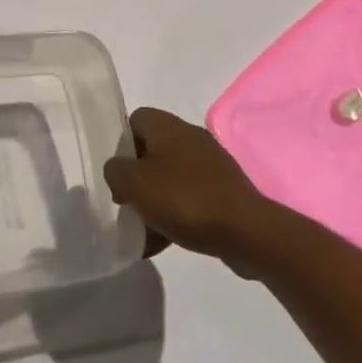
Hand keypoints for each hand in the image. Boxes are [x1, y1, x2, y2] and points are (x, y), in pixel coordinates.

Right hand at [103, 107, 270, 270]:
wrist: (246, 231)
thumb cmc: (184, 199)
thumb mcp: (134, 183)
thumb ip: (115, 171)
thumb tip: (118, 170)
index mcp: (167, 126)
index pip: (135, 121)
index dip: (121, 145)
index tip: (118, 175)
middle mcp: (190, 137)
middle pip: (152, 151)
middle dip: (137, 178)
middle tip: (128, 204)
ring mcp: (210, 164)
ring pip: (171, 177)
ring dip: (155, 200)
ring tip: (144, 231)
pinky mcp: (224, 190)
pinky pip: (191, 197)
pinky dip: (176, 215)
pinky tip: (165, 242)